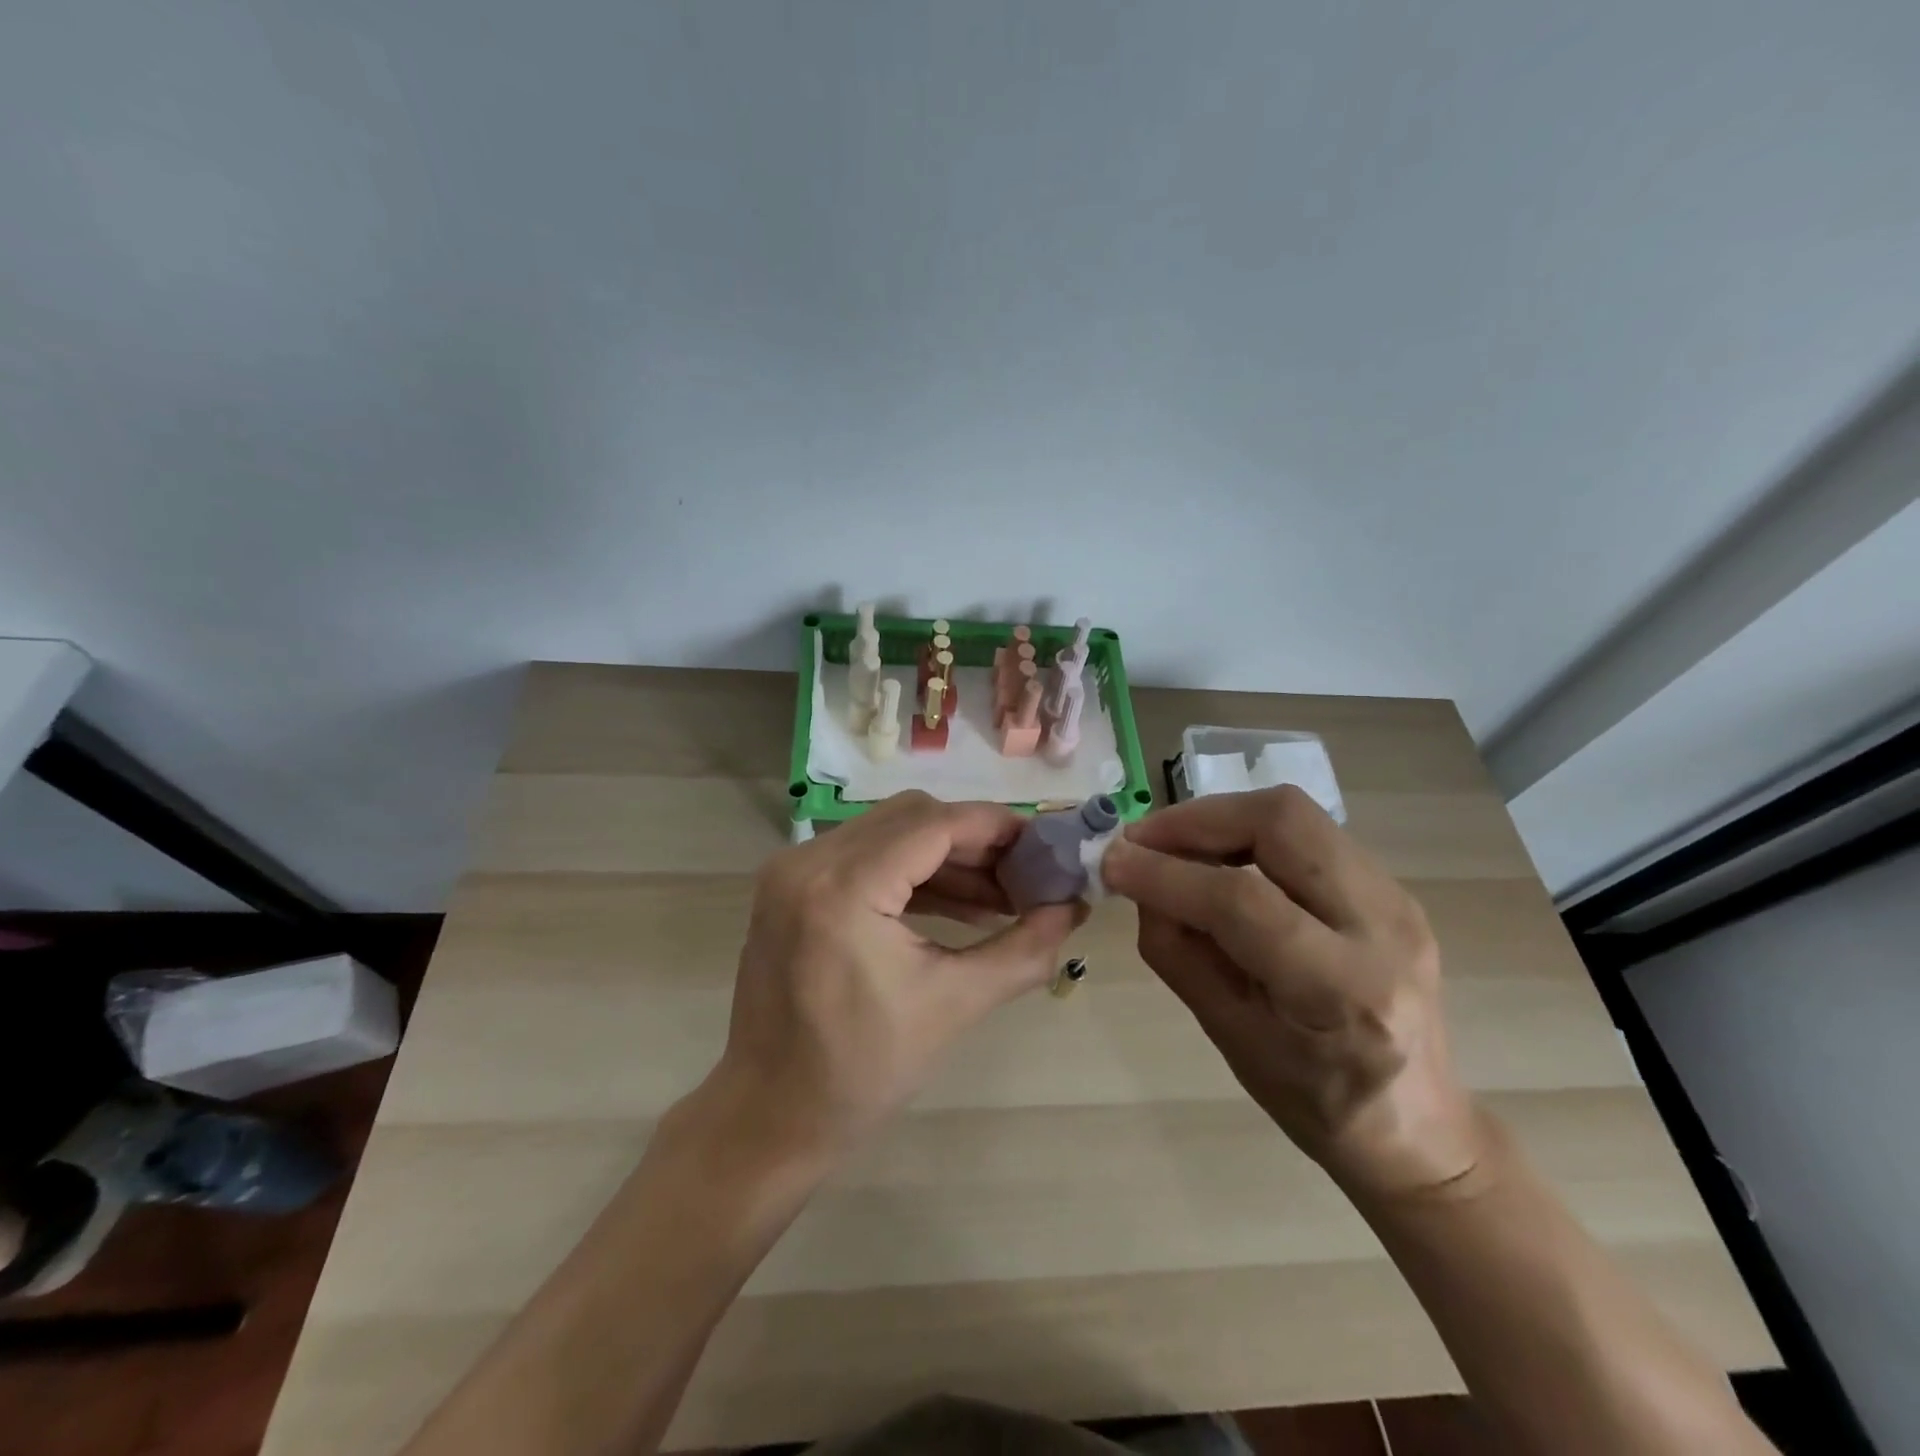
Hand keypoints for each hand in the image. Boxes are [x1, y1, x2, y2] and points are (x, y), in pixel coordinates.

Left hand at [714, 791, 1083, 1157]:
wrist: (770, 1116)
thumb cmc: (861, 1072)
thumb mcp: (954, 1005)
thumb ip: (1023, 950)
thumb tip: (1075, 908)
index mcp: (843, 888)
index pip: (934, 825)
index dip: (996, 828)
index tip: (1045, 847)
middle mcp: (809, 861)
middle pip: (912, 818)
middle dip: (975, 841)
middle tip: (1026, 875)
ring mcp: (792, 870)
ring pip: (889, 832)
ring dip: (947, 857)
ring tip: (1002, 897)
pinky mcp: (792, 887)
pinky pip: (865, 857)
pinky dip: (913, 873)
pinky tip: (960, 904)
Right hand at [1101, 786, 1482, 1201]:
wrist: (1417, 1124)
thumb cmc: (1312, 1099)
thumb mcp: (1227, 1036)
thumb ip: (1176, 950)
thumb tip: (1137, 878)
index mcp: (1343, 991)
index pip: (1241, 901)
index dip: (1166, 873)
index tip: (1112, 863)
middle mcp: (1383, 928)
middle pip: (1281, 822)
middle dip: (1198, 819)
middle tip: (1144, 841)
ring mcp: (1396, 898)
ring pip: (1294, 812)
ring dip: (1220, 818)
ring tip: (1174, 847)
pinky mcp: (1391, 885)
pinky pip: (1306, 832)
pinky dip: (1247, 832)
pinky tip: (1218, 861)